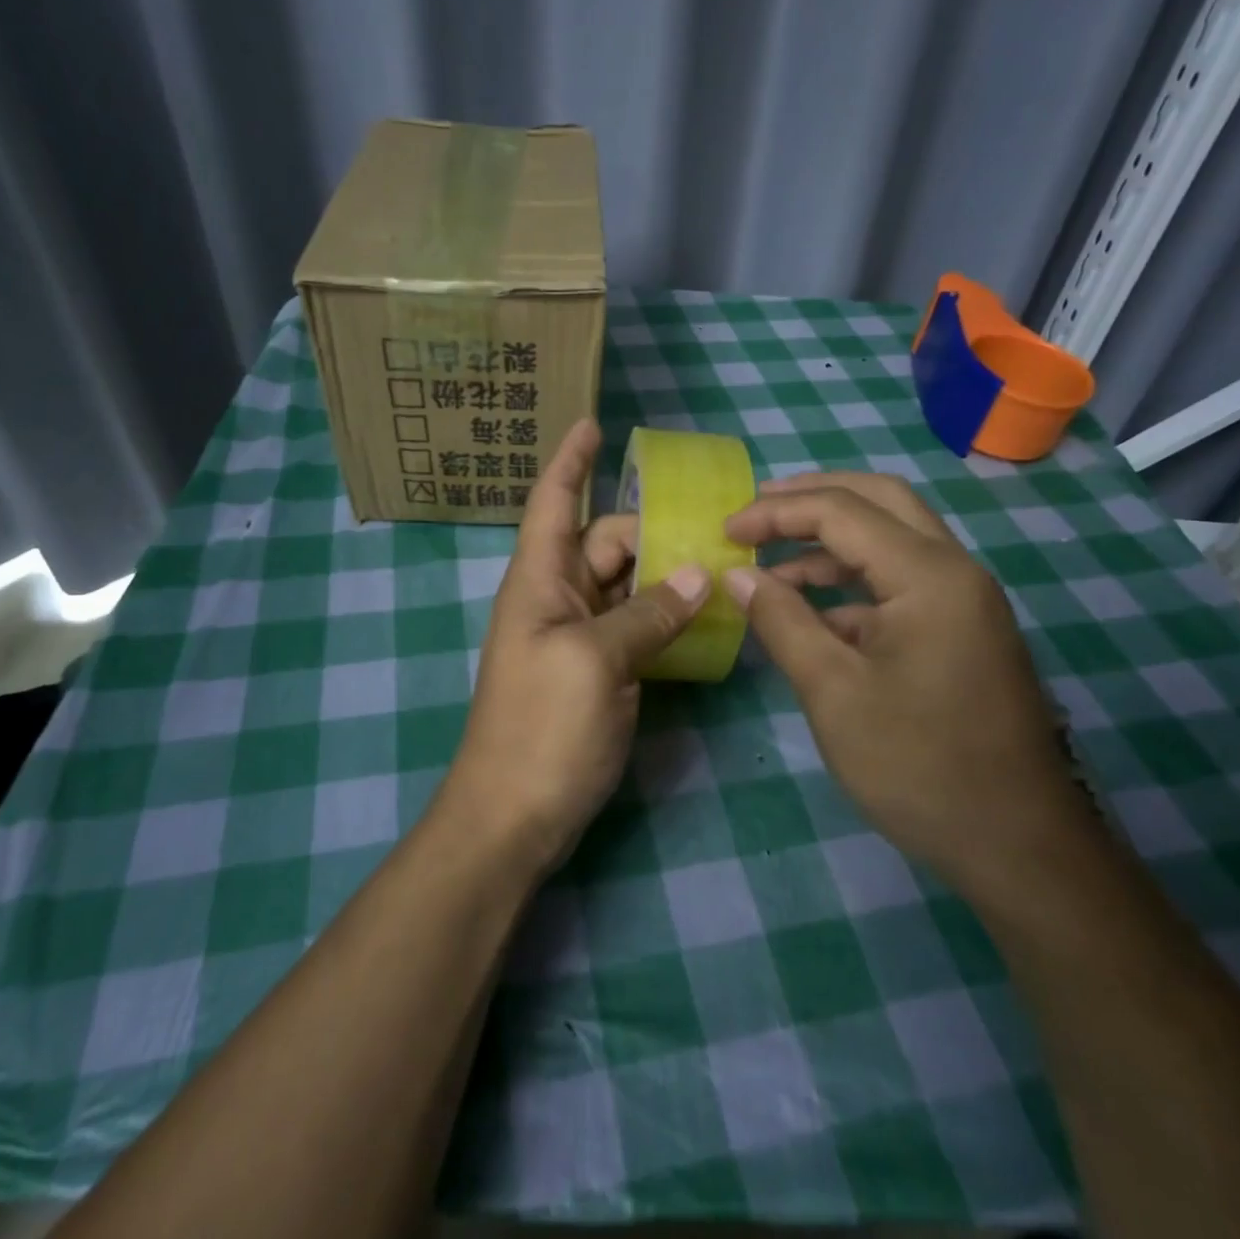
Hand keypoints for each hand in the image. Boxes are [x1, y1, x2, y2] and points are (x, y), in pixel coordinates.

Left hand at [441, 420, 708, 876]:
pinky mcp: (602, 670)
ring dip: (667, 570)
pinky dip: (668, 614)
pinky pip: (639, 625)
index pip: (552, 503)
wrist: (515, 815)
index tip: (593, 423)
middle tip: (716, 526)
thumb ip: (648, 614)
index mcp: (540, 580)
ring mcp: (581, 636)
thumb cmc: (541, 728)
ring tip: (724, 561)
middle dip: (652, 527)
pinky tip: (708, 613)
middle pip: (607, 541)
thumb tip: (699, 574)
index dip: (570, 461)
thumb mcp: (595, 662)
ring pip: (629, 583)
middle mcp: (559, 597)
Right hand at [722, 472, 1085, 895]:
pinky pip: (901, 579)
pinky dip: (852, 579)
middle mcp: (954, 570)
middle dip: (812, 497)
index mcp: (929, 575)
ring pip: (892, 536)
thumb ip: (782, 621)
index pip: (841, 512)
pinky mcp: (963, 629)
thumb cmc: (919, 766)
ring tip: (770, 556)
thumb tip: (737, 574)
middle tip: (756, 509)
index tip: (724, 530)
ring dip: (831, 537)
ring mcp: (965, 599)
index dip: (775, 513)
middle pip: (879, 500)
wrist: (1019, 845)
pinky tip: (812, 608)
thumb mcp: (833, 691)